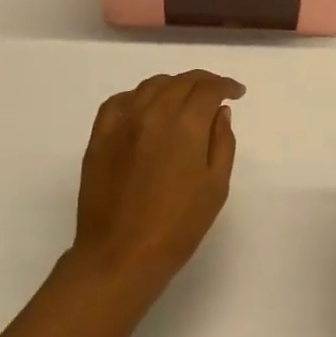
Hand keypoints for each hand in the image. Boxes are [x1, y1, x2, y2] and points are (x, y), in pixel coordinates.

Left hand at [71, 69, 244, 295]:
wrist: (121, 255)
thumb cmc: (178, 226)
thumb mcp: (216, 186)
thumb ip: (222, 142)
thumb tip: (219, 112)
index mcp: (186, 124)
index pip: (208, 88)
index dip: (226, 86)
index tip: (236, 93)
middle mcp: (153, 112)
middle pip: (181, 82)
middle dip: (202, 83)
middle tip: (214, 94)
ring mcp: (122, 122)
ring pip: (151, 86)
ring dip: (173, 86)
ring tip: (183, 100)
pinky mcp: (99, 136)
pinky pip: (119, 101)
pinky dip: (138, 97)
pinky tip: (145, 109)